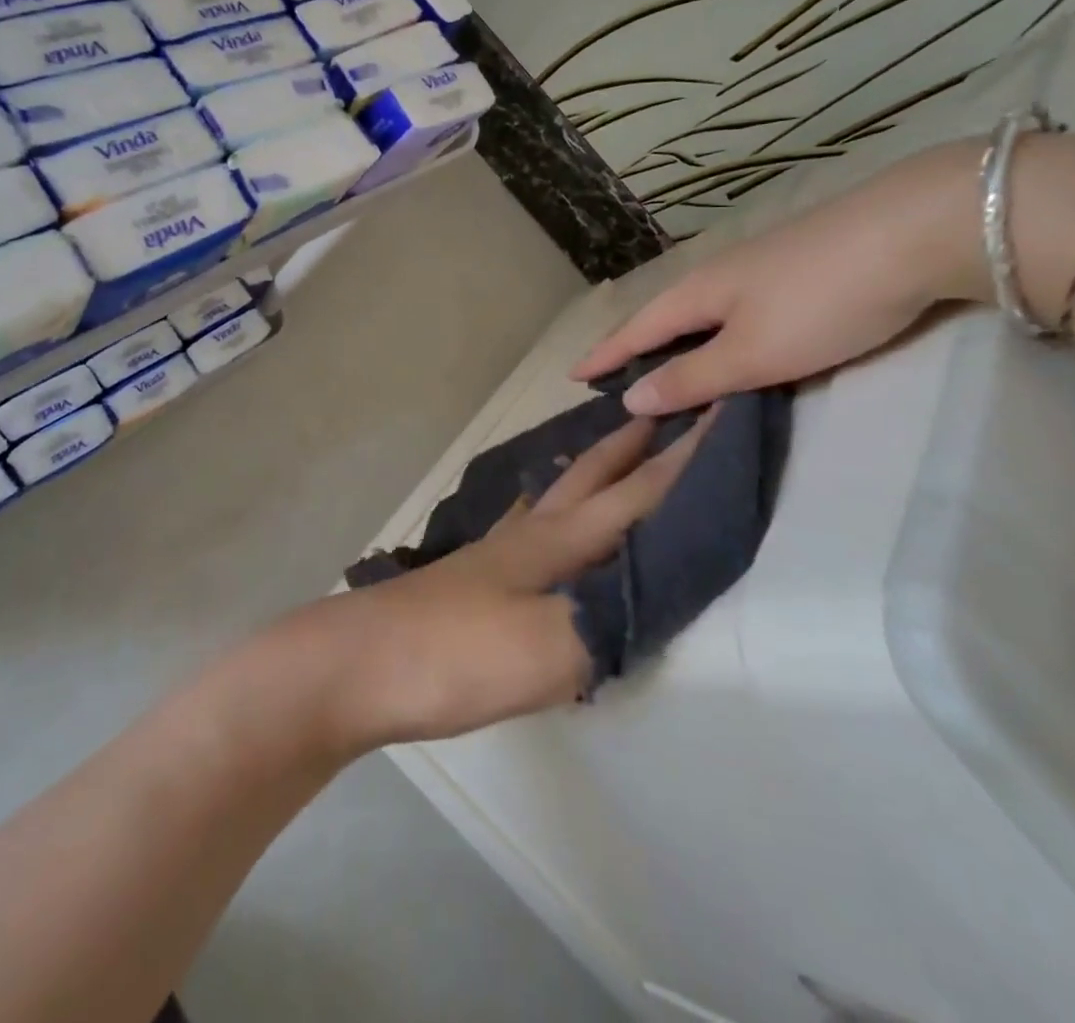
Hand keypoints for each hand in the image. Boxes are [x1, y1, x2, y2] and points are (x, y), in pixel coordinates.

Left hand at [280, 416, 711, 754]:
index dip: (683, 459)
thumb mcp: (549, 650)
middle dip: (631, 444)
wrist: (357, 664)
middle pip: (591, 477)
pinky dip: (546, 508)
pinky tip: (535, 517)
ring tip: (606, 450)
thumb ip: (610, 620)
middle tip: (661, 409)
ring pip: (555, 496)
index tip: (717, 413)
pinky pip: (526, 526)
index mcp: (559, 543)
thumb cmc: (456, 654)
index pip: (636, 494)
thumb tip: (657, 594)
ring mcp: (495, 553)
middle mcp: (530, 535)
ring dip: (588, 469)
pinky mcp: (472, 577)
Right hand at [575, 142, 986, 414]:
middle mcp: (720, 274)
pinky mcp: (798, 264)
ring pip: (705, 310)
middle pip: (666, 315)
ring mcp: (761, 265)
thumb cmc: (821, 302)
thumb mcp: (753, 354)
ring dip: (680, 339)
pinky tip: (734, 338)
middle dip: (638, 346)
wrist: (916, 230)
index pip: (637, 331)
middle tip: (616, 374)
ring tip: (669, 363)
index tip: (572, 375)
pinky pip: (739, 306)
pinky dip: (720, 331)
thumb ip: (693, 378)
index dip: (605, 356)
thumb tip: (632, 398)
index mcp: (698, 294)